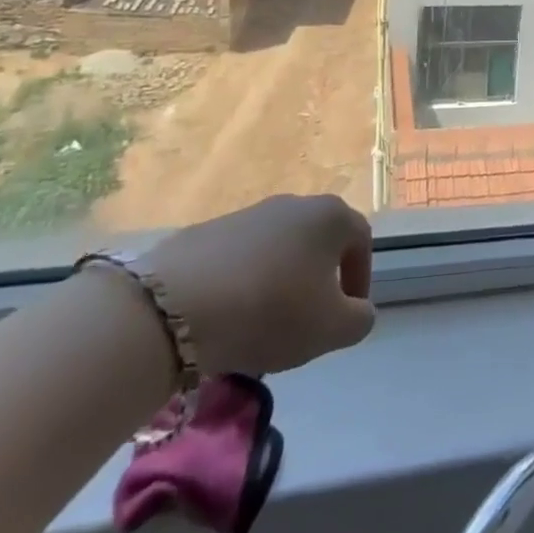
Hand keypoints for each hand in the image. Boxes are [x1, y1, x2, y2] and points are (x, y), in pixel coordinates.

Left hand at [142, 194, 375, 375]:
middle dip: (316, 283)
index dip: (359, 282)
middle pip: (317, 244)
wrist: (173, 308)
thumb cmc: (271, 310)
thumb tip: (356, 310)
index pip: (360, 243)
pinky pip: (237, 260)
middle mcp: (294, 203)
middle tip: (304, 324)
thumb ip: (359, 319)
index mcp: (331, 216)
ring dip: (277, 285)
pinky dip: (240, 286)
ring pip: (276, 251)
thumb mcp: (332, 328)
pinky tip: (224, 320)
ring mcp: (247, 214)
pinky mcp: (205, 233)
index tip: (346, 317)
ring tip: (259, 328)